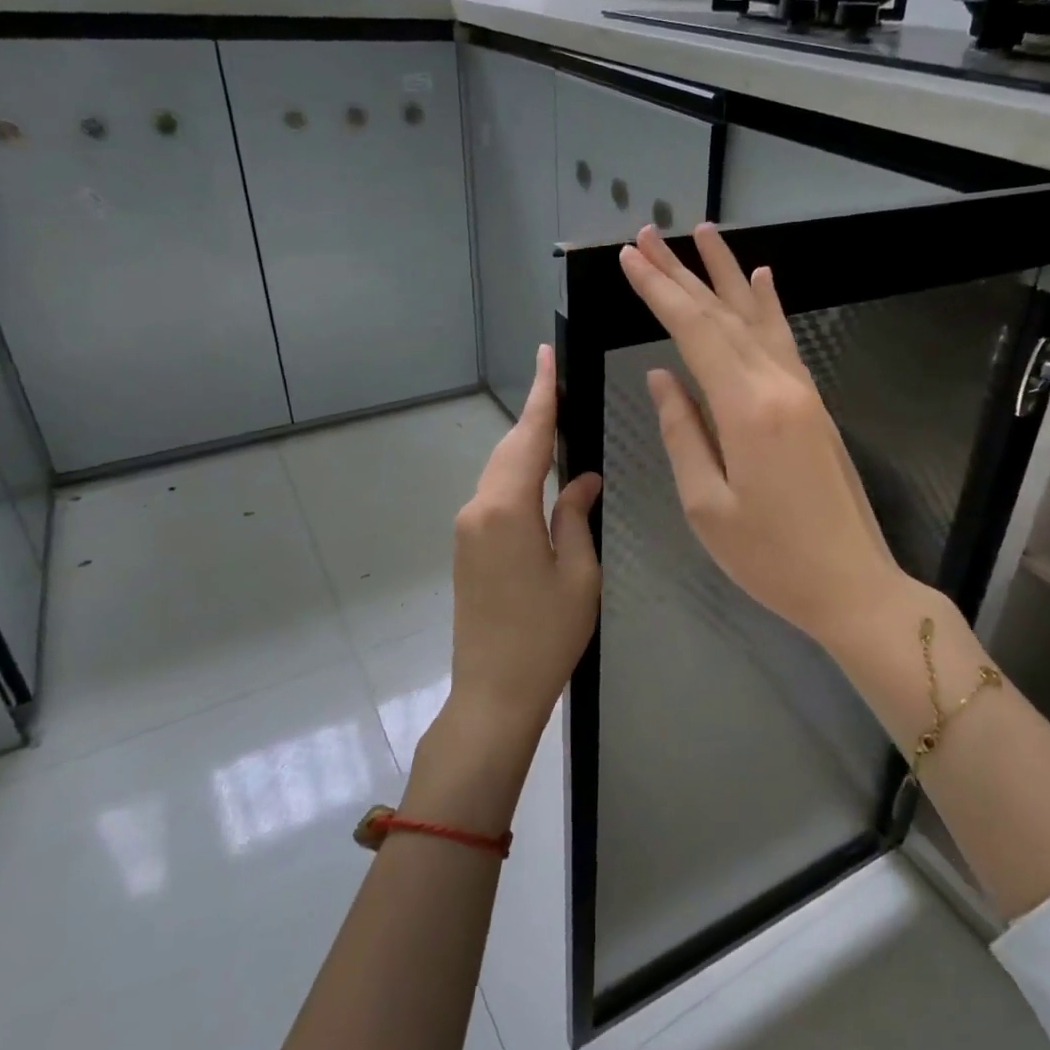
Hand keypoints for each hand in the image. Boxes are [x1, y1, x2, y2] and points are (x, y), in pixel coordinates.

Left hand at [447, 344, 601, 748]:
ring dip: (528, 446)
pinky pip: (496, 495)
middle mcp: (478, 509)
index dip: (541, 394)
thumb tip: (582, 481)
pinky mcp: (467, 547)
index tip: (546, 354)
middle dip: (536, 416)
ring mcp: (467, 529)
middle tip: (562, 385)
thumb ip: (576, 517)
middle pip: (511, 449)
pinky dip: (519, 475)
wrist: (492, 694)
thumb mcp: (579, 574)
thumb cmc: (546, 637)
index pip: (530, 437)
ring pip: (501, 471)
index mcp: (507, 509)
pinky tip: (542, 475)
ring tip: (559, 422)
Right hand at [618, 224, 906, 649]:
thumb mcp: (707, 505)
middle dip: (681, 272)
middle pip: (722, 315)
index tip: (630, 259)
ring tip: (702, 233)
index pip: (694, 332)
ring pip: (756, 318)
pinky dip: (768, 306)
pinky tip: (762, 279)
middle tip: (647, 235)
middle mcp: (778, 384)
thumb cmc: (771, 557)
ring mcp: (802, 390)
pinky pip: (784, 340)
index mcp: (746, 408)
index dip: (658, 292)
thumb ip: (682, 433)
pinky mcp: (814, 404)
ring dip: (725, 274)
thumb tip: (661, 378)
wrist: (853, 584)